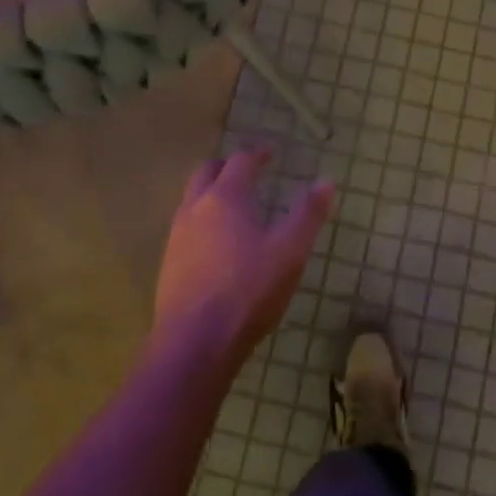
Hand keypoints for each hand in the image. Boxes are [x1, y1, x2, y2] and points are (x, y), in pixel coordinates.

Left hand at [153, 149, 333, 367]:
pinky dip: (202, 221)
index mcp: (225, 198)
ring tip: (234, 207)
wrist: (195, 343)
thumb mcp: (290, 252)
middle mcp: (195, 208)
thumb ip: (308, 214)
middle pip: (206, 172)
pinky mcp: (168, 263)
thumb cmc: (248, 291)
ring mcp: (176, 236)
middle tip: (247, 171)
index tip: (270, 153)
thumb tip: (326, 181)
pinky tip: (217, 244)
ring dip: (211, 193)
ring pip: (191, 200)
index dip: (257, 154)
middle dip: (227, 166)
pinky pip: (185, 227)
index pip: (240, 161)